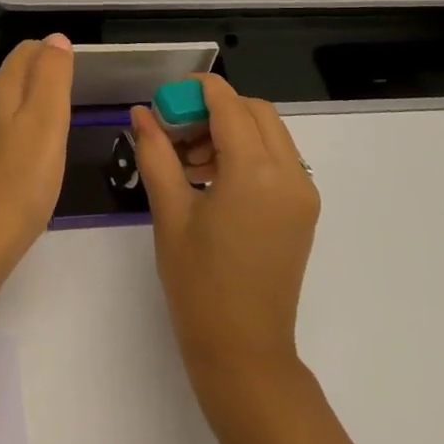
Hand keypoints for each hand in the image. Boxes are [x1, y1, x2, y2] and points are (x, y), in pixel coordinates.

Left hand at [0, 35, 73, 271]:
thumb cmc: (22, 181)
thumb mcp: (48, 123)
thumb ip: (52, 77)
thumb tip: (54, 39)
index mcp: (0, 92)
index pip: (25, 53)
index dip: (50, 55)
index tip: (73, 75)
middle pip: (8, 79)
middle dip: (35, 81)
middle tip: (64, 105)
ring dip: (14, 109)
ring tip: (38, 131)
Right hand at [131, 75, 320, 381]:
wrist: (244, 351)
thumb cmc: (198, 283)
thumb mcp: (169, 212)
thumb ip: (156, 153)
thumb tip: (141, 113)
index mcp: (256, 172)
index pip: (229, 104)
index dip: (195, 91)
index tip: (164, 101)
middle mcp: (290, 174)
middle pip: (255, 111)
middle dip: (214, 109)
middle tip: (175, 131)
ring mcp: (303, 193)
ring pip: (269, 133)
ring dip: (231, 130)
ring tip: (188, 160)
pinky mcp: (303, 211)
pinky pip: (277, 160)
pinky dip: (247, 153)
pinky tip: (212, 180)